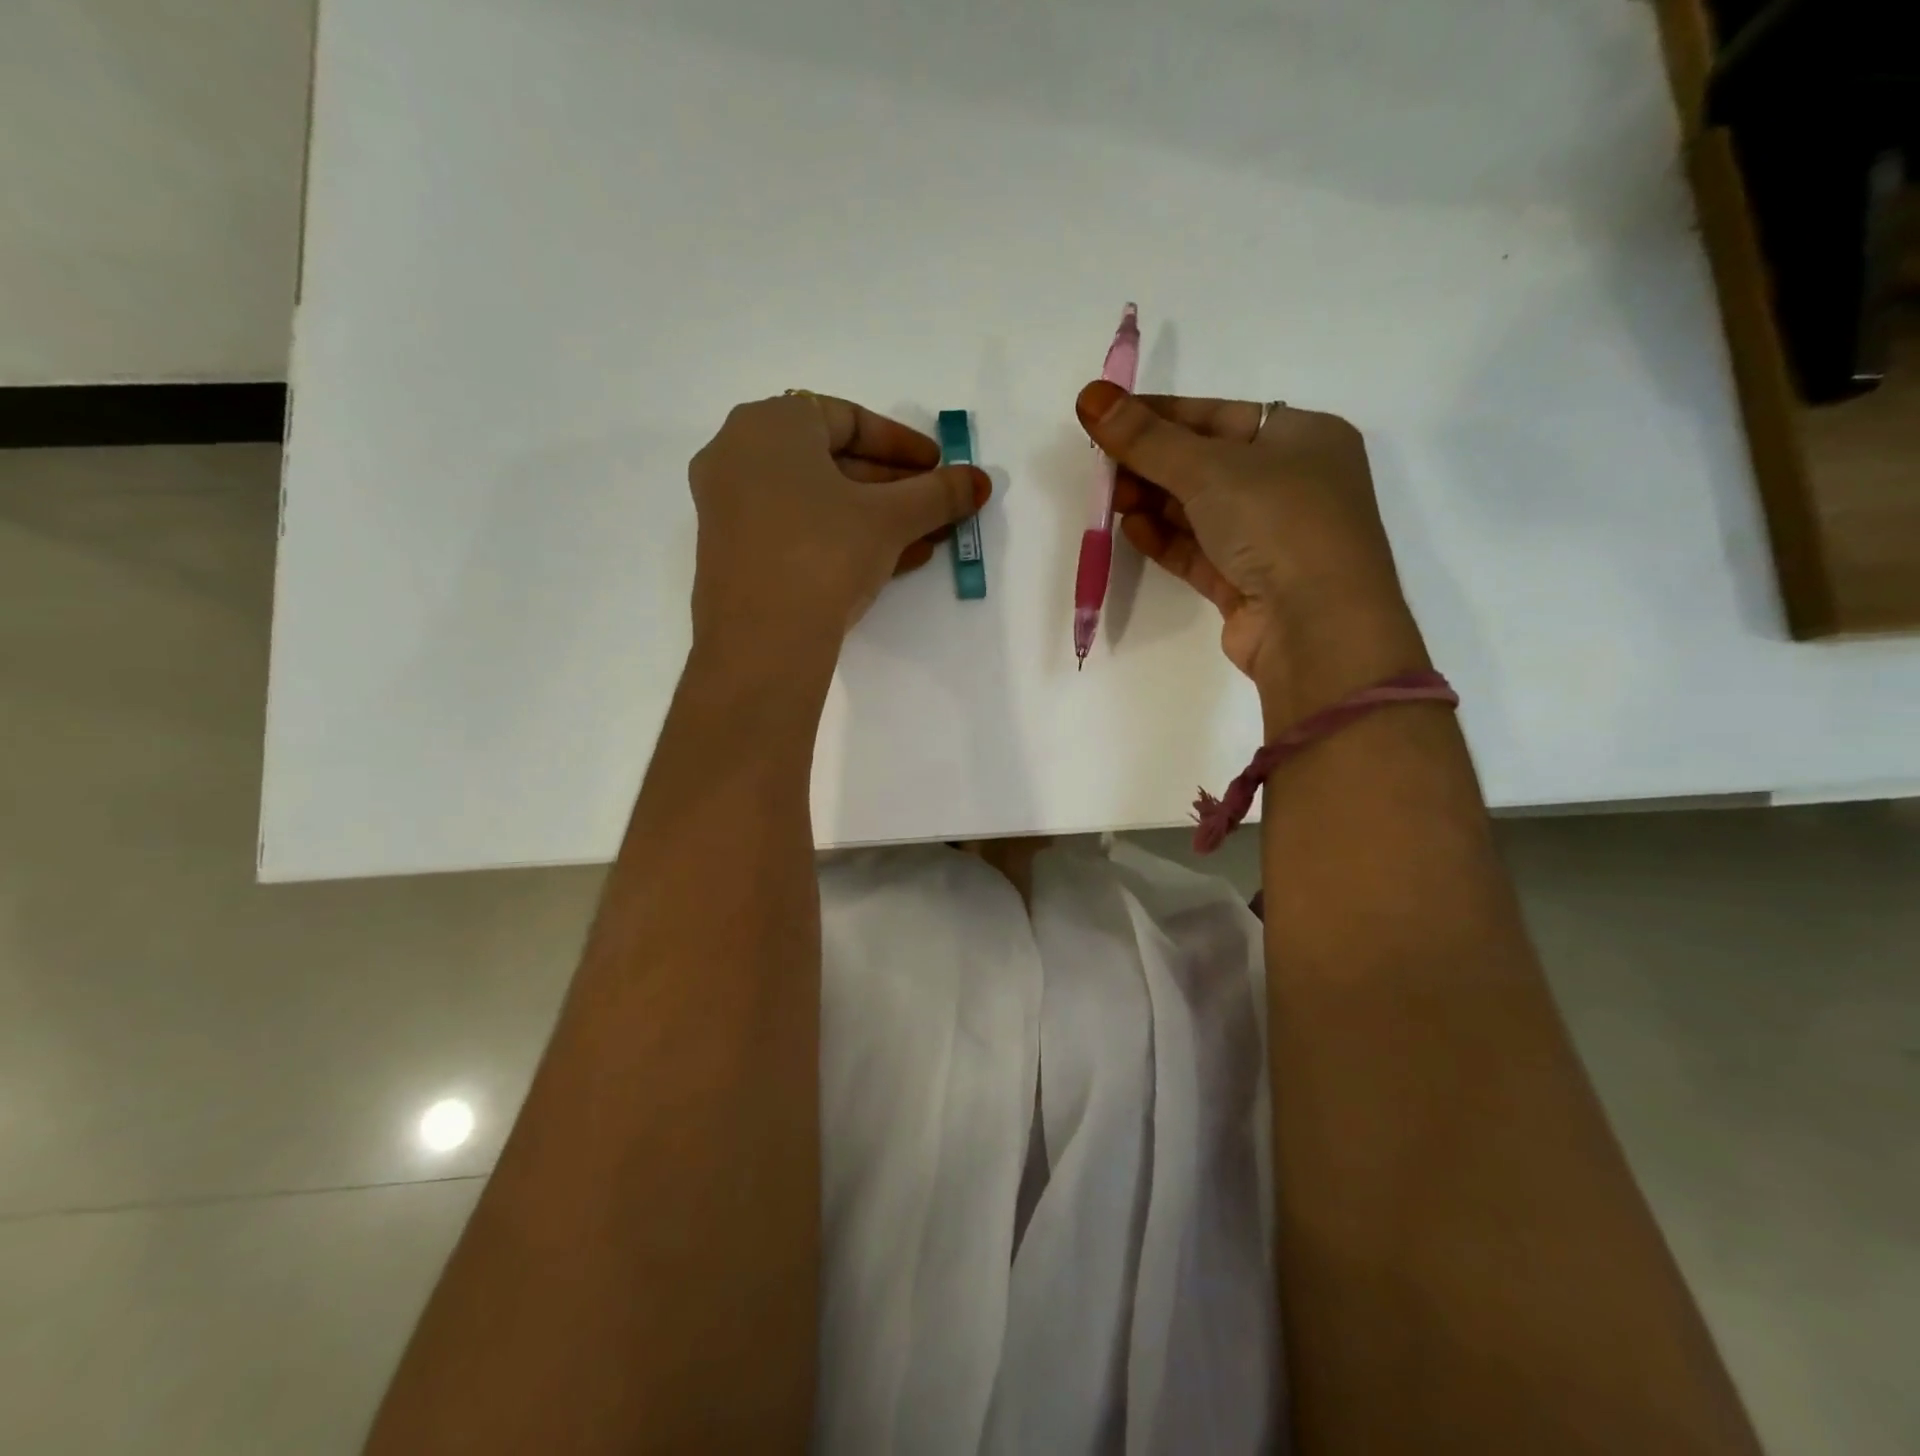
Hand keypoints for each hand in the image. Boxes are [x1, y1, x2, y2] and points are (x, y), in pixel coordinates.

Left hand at [688, 393, 990, 669]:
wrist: (761, 642)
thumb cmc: (824, 552)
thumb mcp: (890, 519)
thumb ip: (938, 494)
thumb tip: (980, 481)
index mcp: (770, 424)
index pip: (848, 419)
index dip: (902, 444)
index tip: (939, 467)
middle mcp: (739, 456)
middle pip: (833, 462)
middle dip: (895, 488)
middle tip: (938, 508)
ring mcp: (731, 508)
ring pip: (818, 502)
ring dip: (878, 518)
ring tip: (929, 540)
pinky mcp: (735, 555)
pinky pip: (798, 532)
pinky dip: (844, 539)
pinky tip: (895, 561)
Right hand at [1075, 381, 1426, 722]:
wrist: (1316, 627)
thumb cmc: (1278, 522)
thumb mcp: (1208, 468)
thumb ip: (1146, 438)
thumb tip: (1089, 397)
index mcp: (1302, 437)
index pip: (1218, 416)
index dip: (1160, 415)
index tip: (1108, 418)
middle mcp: (1292, 484)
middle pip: (1206, 464)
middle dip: (1151, 464)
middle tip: (1102, 467)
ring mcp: (1271, 538)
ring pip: (1200, 511)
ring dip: (1153, 503)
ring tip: (1110, 499)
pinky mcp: (1248, 583)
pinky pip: (1199, 552)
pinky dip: (1165, 539)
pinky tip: (1131, 529)